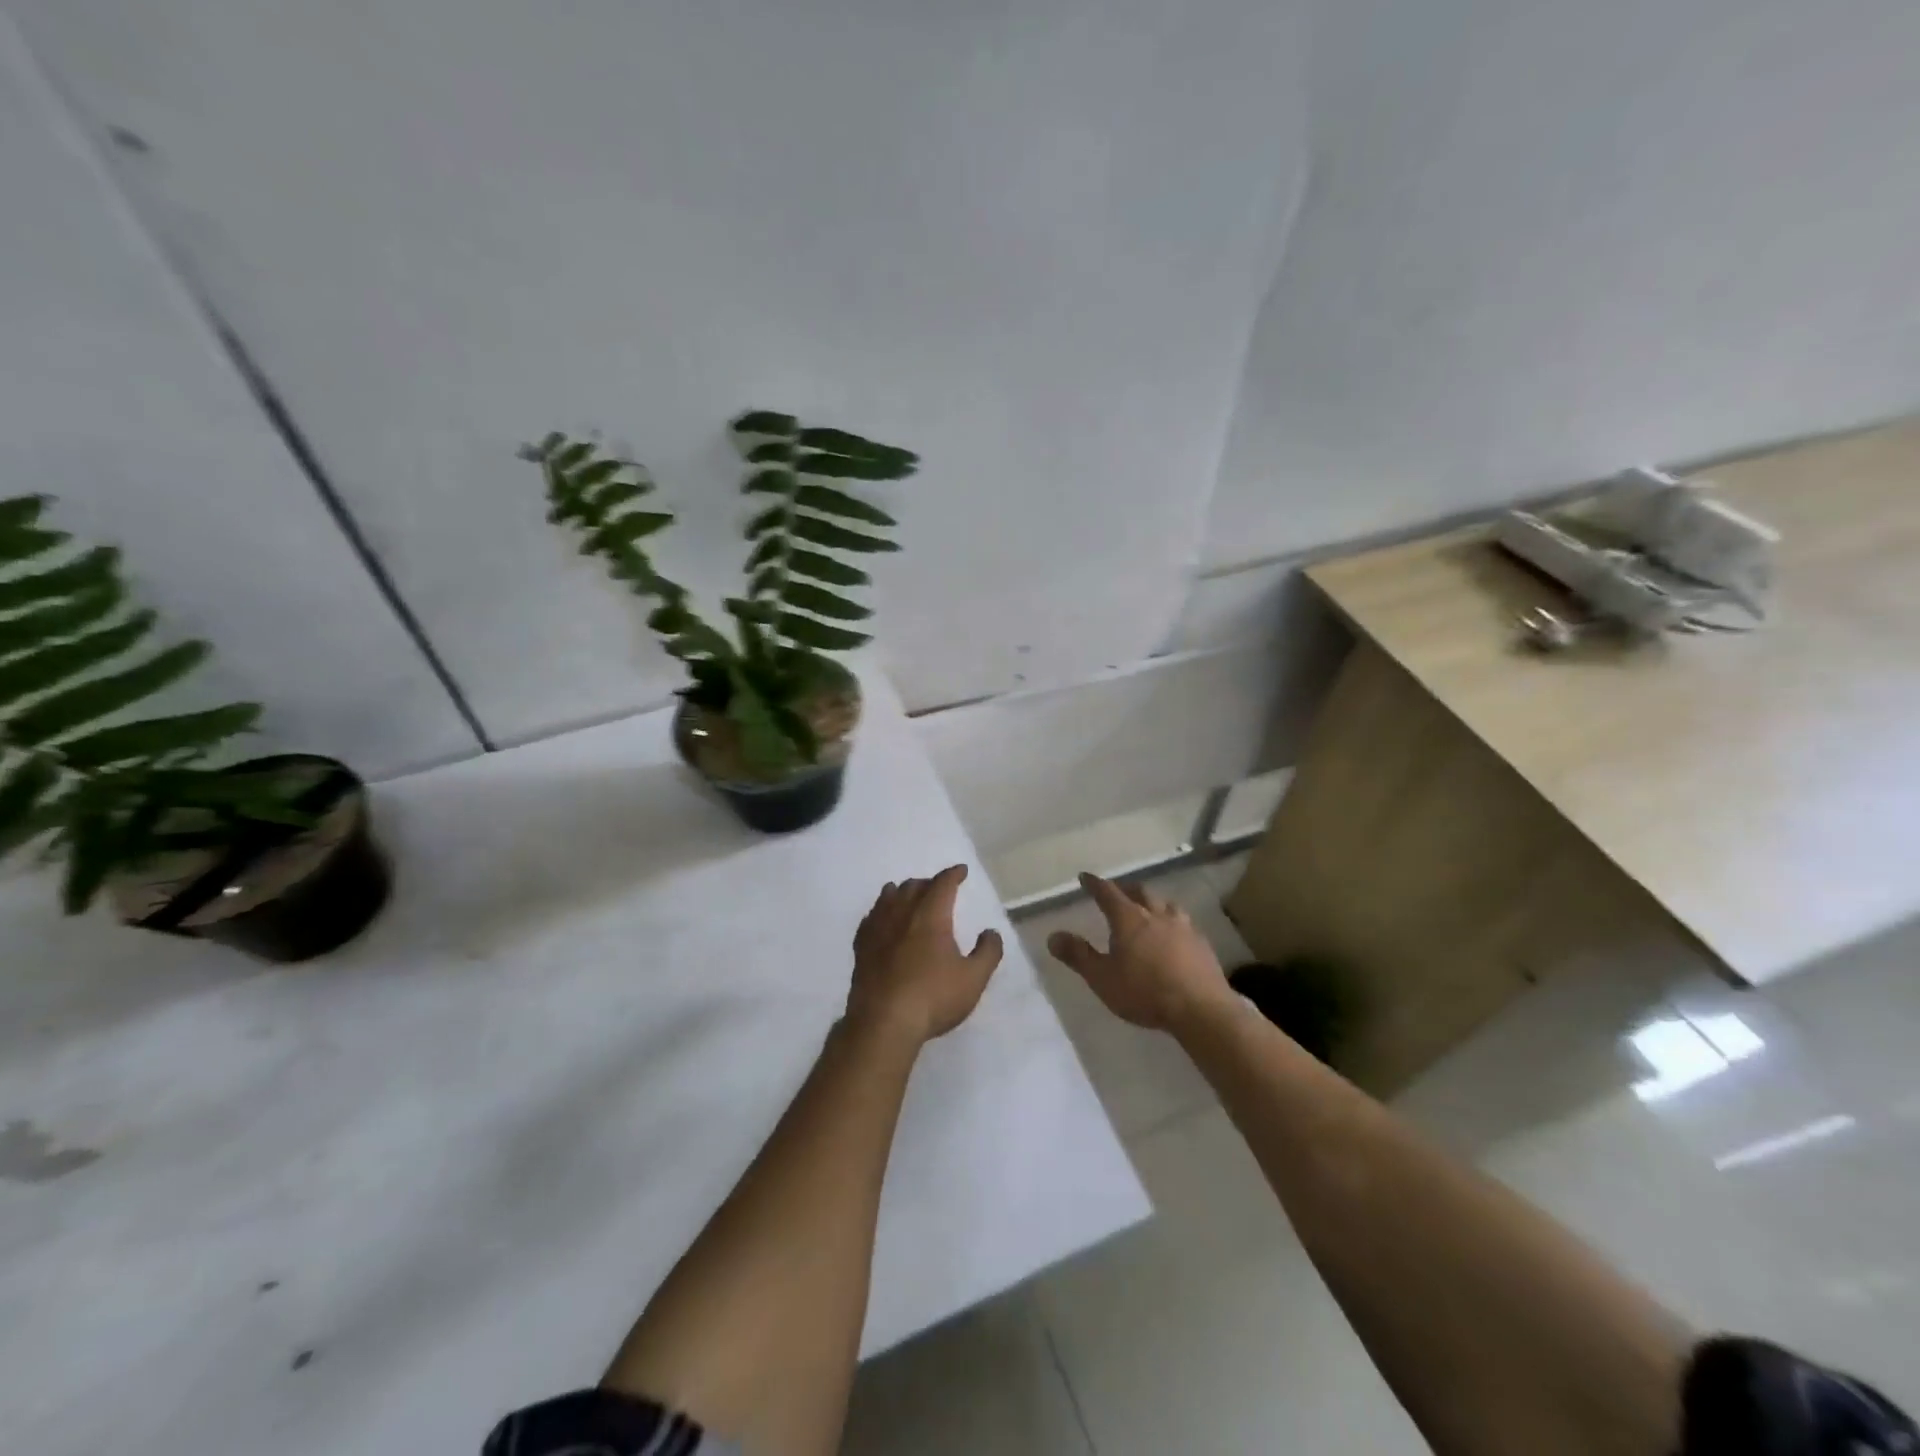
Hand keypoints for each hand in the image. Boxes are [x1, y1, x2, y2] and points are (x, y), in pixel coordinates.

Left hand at [848, 865, 1004, 1043]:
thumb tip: (991, 932)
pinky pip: (870, 918)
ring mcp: (877, 929)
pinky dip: (880, 911)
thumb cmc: (933, 997)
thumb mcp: (973, 978)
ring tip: (908, 894)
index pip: (943, 884)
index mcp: (931, 915)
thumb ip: (988, 952)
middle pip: (914, 886)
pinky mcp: (861, 947)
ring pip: (889, 897)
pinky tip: (879, 918)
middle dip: (929, 883)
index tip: (961, 871)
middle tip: (938, 889)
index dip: (953, 874)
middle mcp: (902, 914)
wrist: (883, 1022)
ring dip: (902, 892)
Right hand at [1048, 873, 1230, 1031]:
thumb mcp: (1102, 978)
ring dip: (1154, 903)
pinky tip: (1176, 935)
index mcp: (1128, 919)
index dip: (1095, 884)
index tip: (1085, 877)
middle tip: (1118, 891)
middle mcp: (1156, 915)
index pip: (1107, 892)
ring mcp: (1183, 927)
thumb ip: (1078, 955)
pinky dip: (1174, 923)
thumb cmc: (1144, 992)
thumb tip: (1053, 935)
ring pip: (1166, 905)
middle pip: (1140, 893)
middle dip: (1126, 889)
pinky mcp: (1202, 944)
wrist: (1200, 1009)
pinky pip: (1185, 924)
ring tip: (1150, 909)